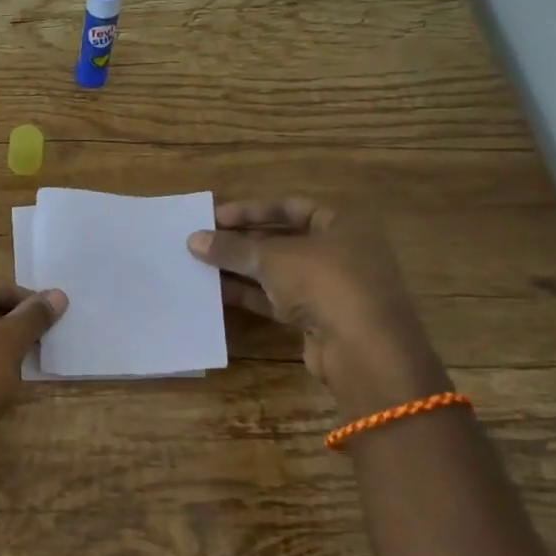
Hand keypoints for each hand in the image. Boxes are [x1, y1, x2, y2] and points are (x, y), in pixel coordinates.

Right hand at [187, 197, 447, 415]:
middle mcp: (341, 250)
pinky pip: (278, 299)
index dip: (251, 210)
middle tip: (203, 242)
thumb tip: (193, 240)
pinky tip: (217, 293)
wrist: (363, 349)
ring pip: (278, 271)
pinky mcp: (319, 318)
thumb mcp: (272, 258)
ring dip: (242, 269)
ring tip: (201, 267)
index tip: (214, 217)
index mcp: (342, 223)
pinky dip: (250, 294)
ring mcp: (331, 287)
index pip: (291, 206)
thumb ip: (232, 248)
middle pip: (283, 239)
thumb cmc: (324, 282)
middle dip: (242, 241)